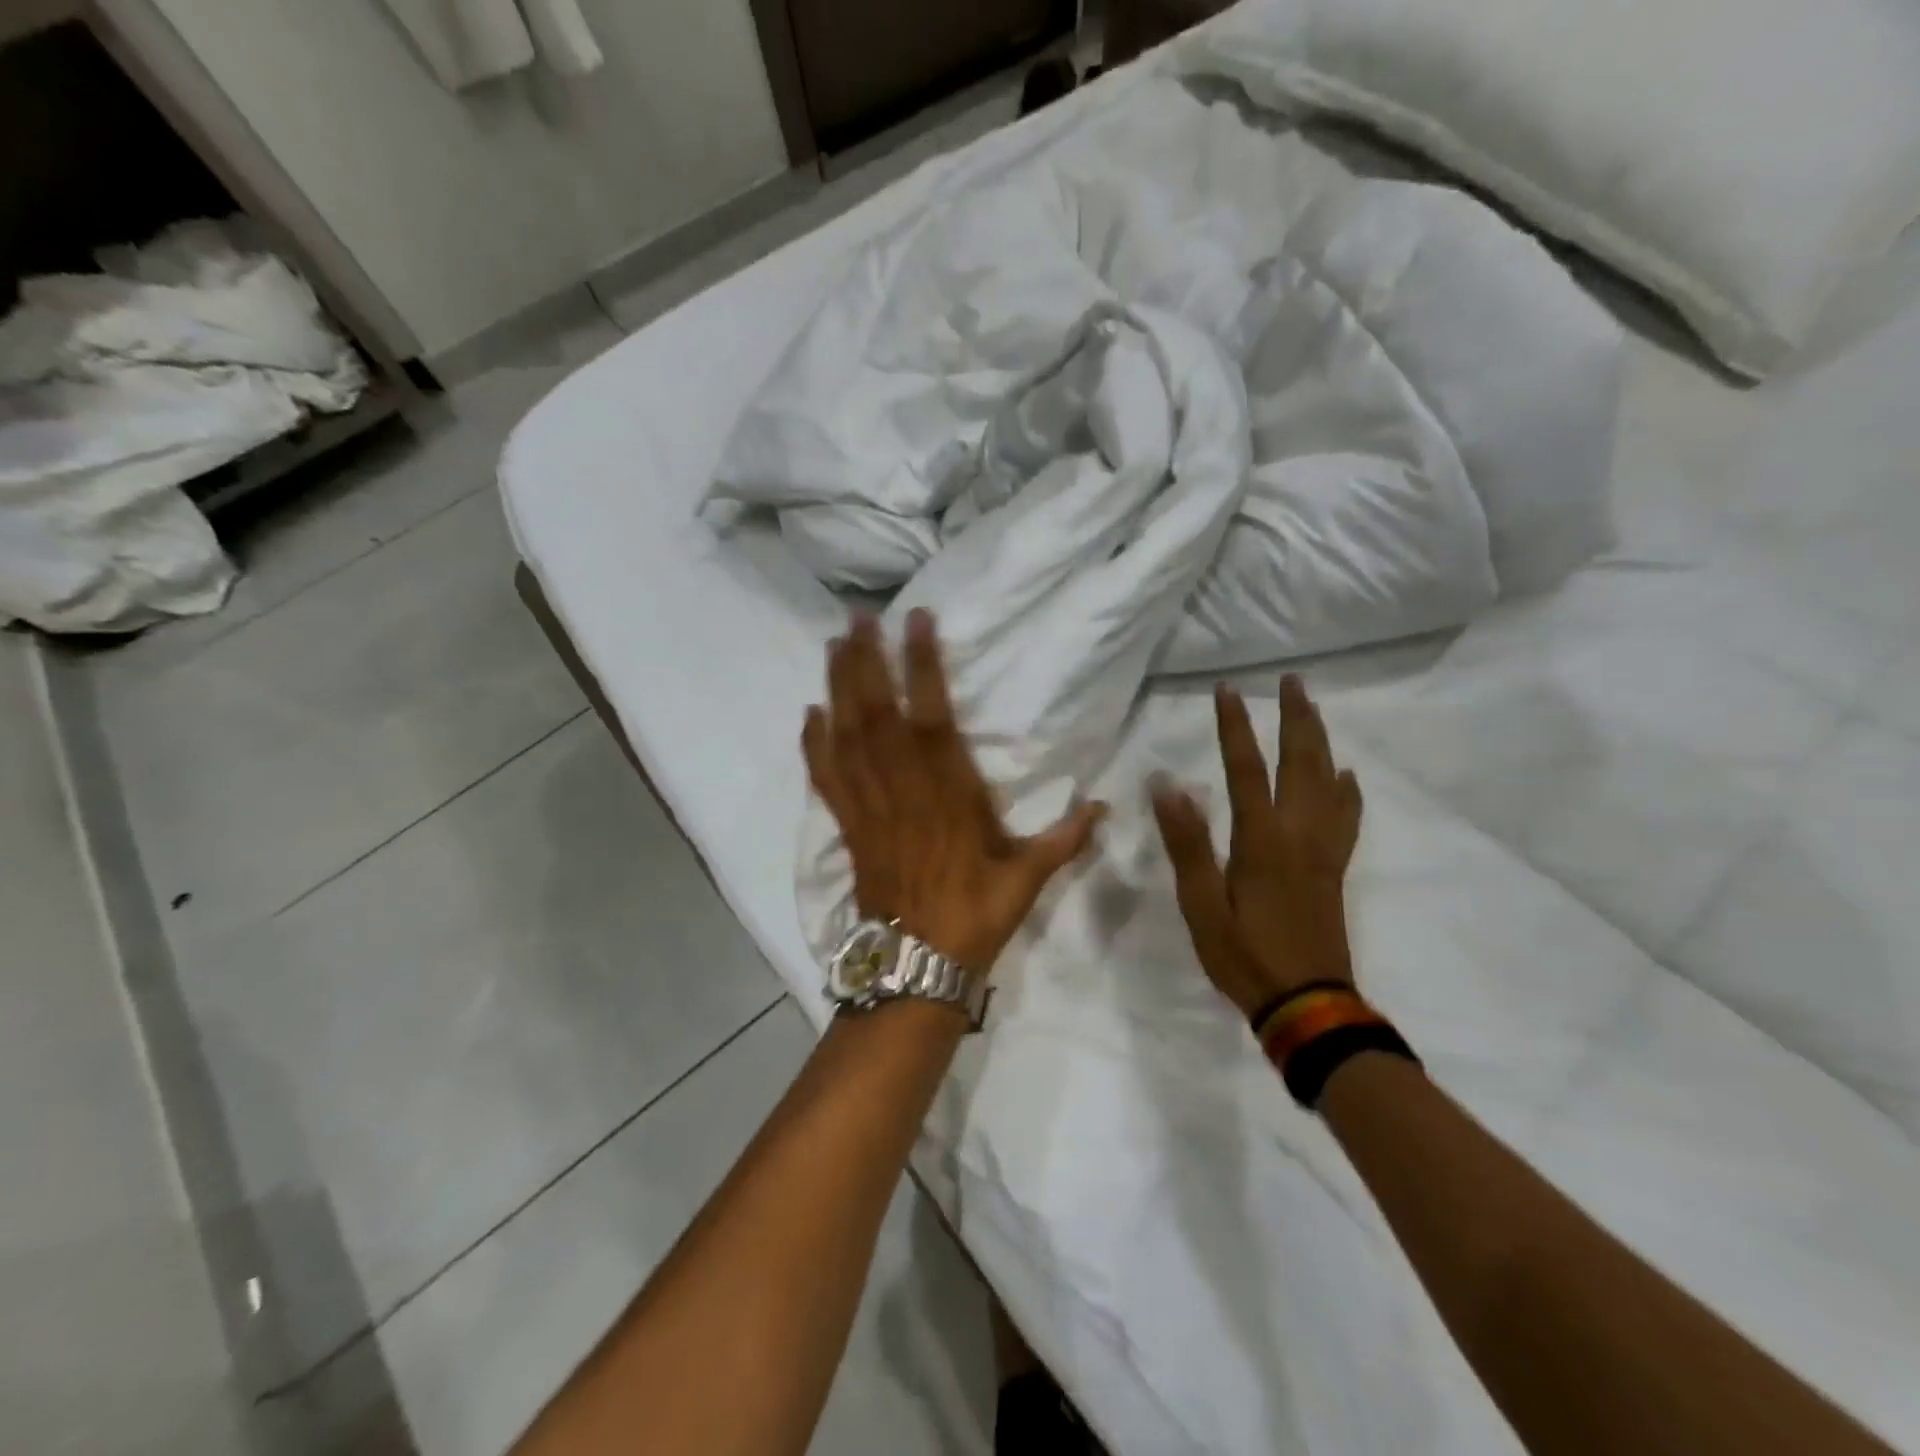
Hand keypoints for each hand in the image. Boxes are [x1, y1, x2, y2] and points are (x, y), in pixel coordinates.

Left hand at [802, 611, 1106, 971]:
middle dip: (866, 660)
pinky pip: (826, 778)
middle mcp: (903, 789)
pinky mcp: (849, 826)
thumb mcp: (1028, 877)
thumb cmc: (976, 915)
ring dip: (838, 687)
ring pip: (847, 736)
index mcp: (949, 793)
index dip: (923, 665)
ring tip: (835, 644)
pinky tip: (809, 713)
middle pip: (877, 713)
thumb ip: (1065, 838)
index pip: (933, 715)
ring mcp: (870, 806)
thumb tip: (1106, 808)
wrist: (918, 965)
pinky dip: (814, 744)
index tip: (916, 620)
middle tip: (858, 616)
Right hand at [1151, 676, 1363, 1018]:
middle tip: (1291, 681)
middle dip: (1294, 717)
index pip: (1245, 768)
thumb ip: (1187, 843)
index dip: (1234, 726)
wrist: (1307, 1004)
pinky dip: (1347, 789)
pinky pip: (1347, 817)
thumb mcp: (1202, 904)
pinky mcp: (1334, 868)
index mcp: (1261, 839)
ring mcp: (1323, 850)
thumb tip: (1167, 785)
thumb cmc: (1244, 955)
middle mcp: (1298, 833)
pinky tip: (1346, 774)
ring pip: (1327, 781)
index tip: (1228, 690)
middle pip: (1300, 762)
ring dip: (1320, 740)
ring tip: (1314, 710)